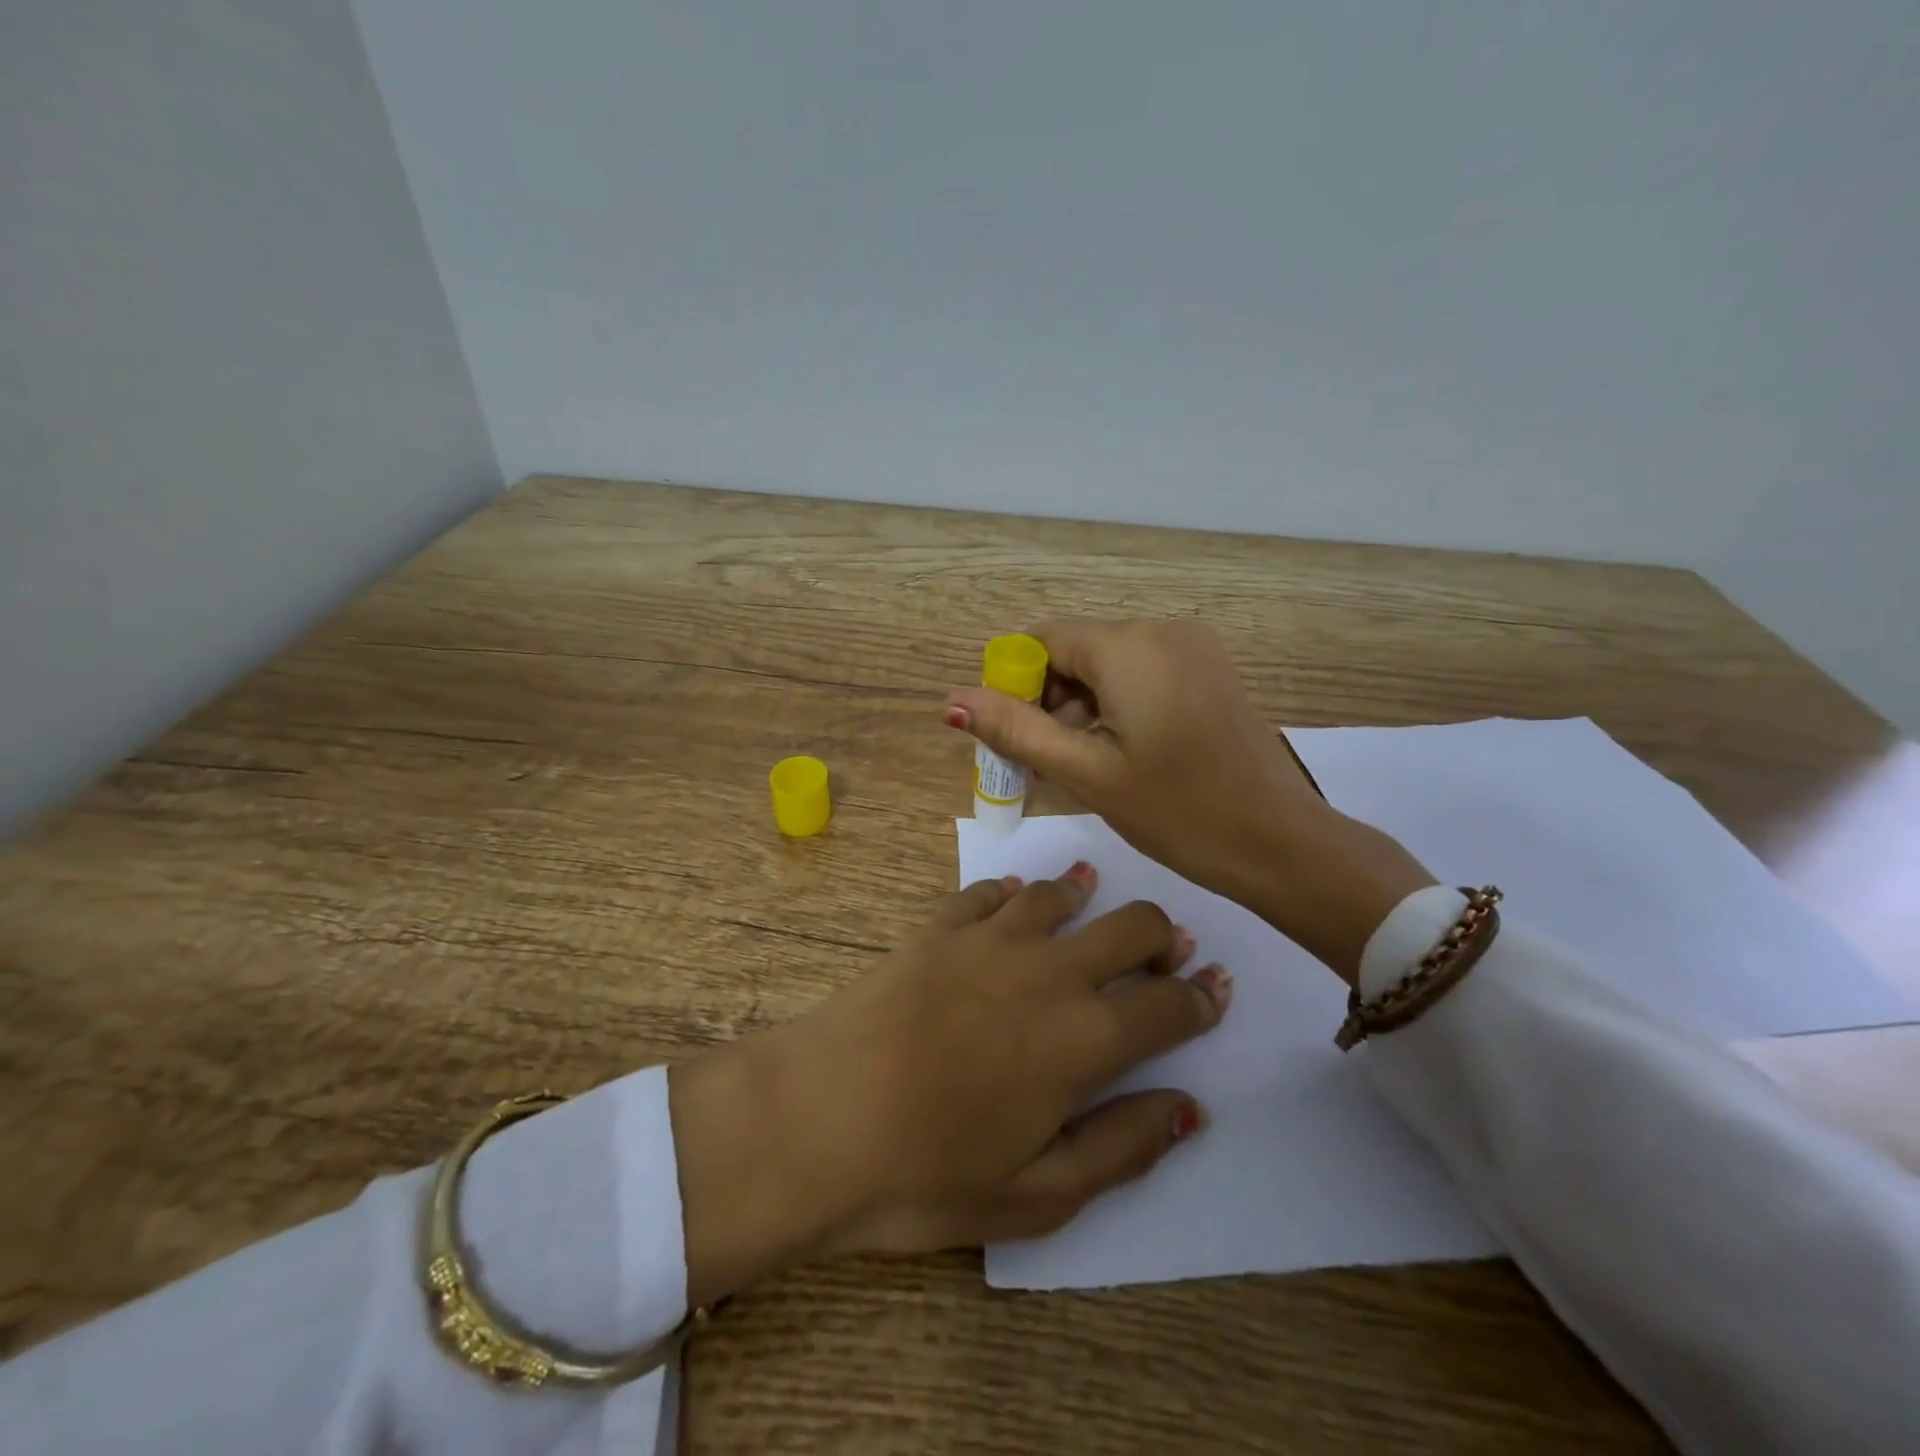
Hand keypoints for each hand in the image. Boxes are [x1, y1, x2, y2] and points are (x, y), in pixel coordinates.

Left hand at [669, 865, 1230, 1306]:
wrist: (816, 1117)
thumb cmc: (927, 1174)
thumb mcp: (1037, 1196)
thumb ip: (1122, 1146)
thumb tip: (1189, 1107)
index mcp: (1084, 1040)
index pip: (1168, 1005)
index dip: (1202, 998)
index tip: (1215, 991)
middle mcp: (1050, 971)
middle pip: (1132, 927)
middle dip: (1162, 937)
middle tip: (1162, 953)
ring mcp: (991, 938)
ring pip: (1062, 894)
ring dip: (1090, 897)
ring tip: (1095, 900)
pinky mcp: (939, 926)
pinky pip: (990, 892)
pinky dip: (1014, 893)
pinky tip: (1014, 902)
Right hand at [944, 618, 1434, 979]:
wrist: (1279, 843)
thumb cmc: (1178, 811)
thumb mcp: (1086, 773)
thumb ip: (1016, 731)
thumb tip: (952, 700)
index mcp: (1130, 646)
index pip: (1043, 640)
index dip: (1015, 685)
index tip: (1018, 740)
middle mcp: (1162, 630)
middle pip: (1076, 651)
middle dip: (1049, 701)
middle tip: (1046, 765)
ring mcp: (1193, 648)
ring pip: (1107, 665)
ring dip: (1081, 709)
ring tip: (1083, 768)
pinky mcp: (1209, 671)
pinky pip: (1141, 674)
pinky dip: (1116, 707)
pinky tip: (1120, 755)